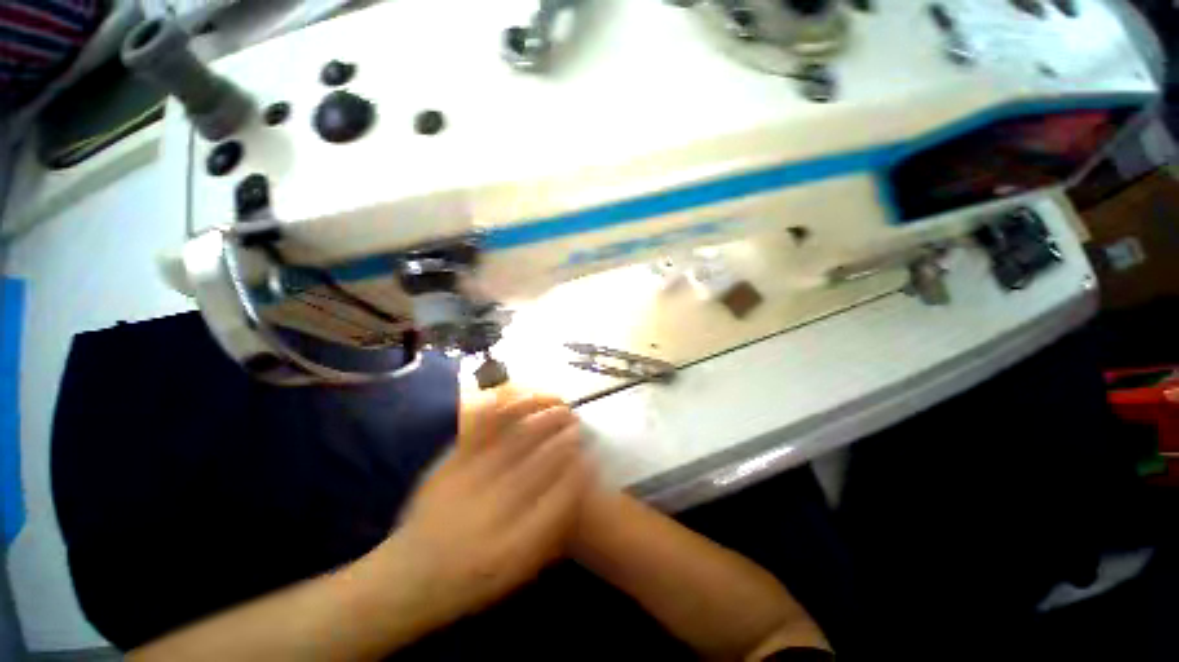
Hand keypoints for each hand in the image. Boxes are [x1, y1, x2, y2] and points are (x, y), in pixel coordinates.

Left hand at [382, 391, 589, 618]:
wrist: (410, 574)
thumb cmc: (473, 577)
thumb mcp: (519, 569)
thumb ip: (551, 531)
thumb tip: (577, 485)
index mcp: (514, 548)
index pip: (559, 499)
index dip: (578, 470)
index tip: (590, 453)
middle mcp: (492, 514)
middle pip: (538, 464)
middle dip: (563, 438)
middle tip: (577, 421)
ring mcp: (467, 486)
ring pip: (514, 442)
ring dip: (541, 419)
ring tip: (558, 405)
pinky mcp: (448, 466)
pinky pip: (480, 432)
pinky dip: (503, 410)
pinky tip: (519, 398)